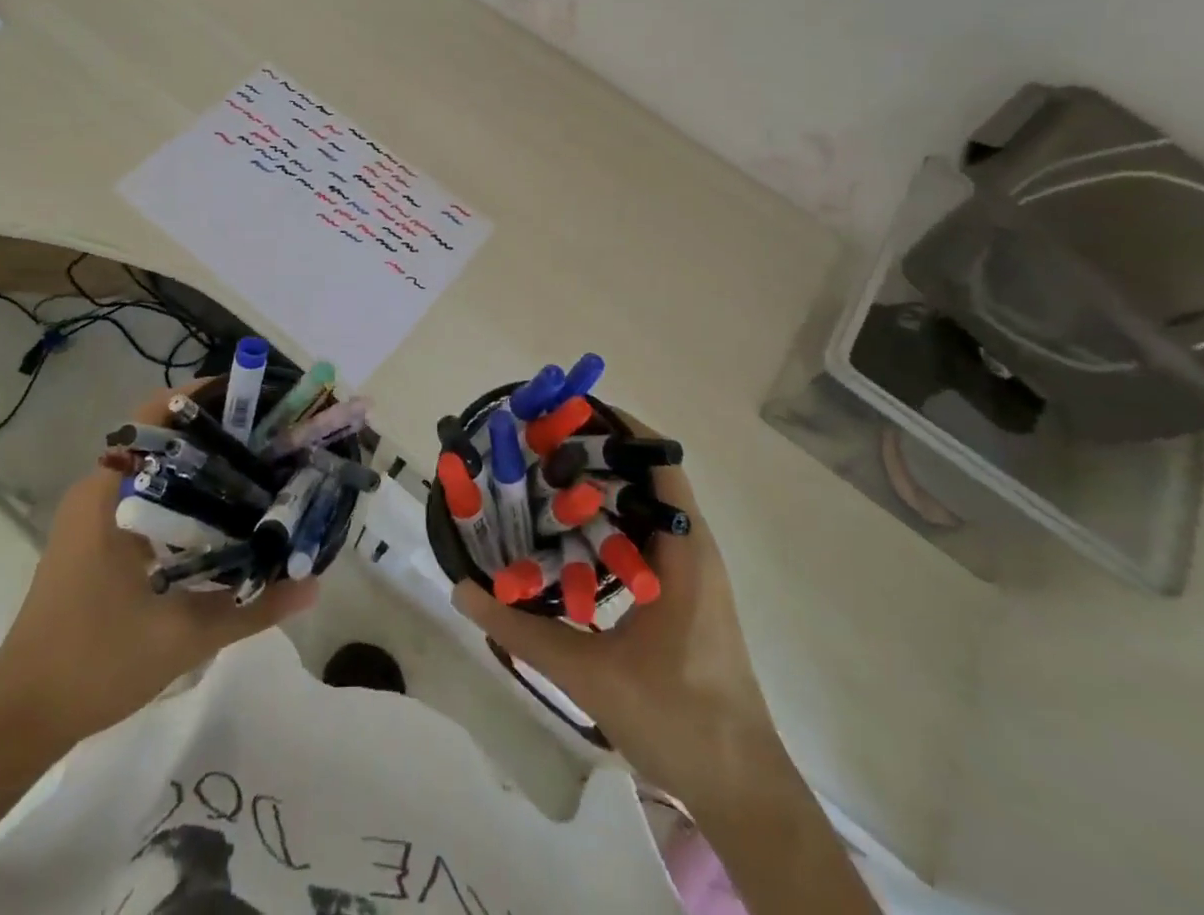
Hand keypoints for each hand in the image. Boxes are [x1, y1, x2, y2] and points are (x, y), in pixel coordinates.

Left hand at [0, 383, 316, 753]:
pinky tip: (222, 513)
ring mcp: (93, 515)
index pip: (158, 417)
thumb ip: (253, 607)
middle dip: (217, 430)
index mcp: (108, 494)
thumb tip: (314, 584)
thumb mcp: (184, 636)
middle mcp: (98, 491)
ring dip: (202, 462)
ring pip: (157, 467)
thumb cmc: (95, 664)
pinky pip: (148, 494)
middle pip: (164, 436)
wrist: (20, 719)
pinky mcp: (94, 538)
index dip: (206, 398)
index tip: (255, 400)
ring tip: (257, 466)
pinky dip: (185, 492)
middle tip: (271, 436)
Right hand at [452, 441, 774, 799]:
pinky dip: (607, 523)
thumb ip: (524, 631)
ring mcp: (689, 571)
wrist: (740, 787)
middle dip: (596, 454)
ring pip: (643, 508)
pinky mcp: (681, 593)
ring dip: (600, 489)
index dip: (617, 430)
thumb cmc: (678, 718)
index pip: (658, 462)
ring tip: (544, 479)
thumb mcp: (591, 675)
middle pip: (645, 477)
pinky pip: (642, 537)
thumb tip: (463, 590)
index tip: (565, 415)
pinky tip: (566, 536)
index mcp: (685, 550)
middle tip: (539, 445)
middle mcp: (691, 547)